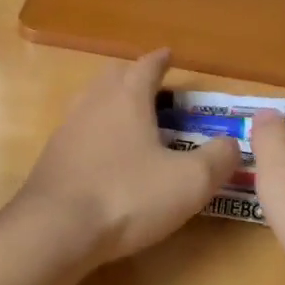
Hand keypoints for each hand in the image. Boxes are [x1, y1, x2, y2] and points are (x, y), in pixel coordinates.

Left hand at [15, 49, 242, 268]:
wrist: (55, 229)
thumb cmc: (127, 195)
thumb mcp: (189, 182)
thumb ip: (218, 159)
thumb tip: (233, 143)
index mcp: (128, 97)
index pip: (146, 66)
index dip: (160, 60)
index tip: (169, 54)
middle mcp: (94, 102)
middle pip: (114, 76)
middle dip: (134, 76)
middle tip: (153, 86)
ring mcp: (67, 128)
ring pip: (92, 100)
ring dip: (112, 101)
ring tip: (130, 117)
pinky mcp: (52, 157)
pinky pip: (78, 130)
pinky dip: (96, 131)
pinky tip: (104, 153)